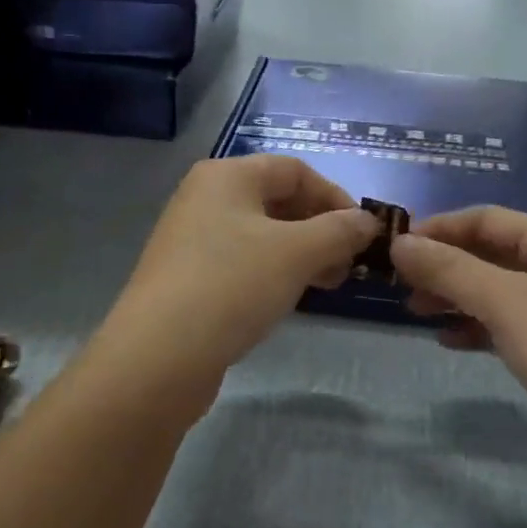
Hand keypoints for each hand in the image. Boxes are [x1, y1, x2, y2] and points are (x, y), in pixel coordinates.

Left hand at [101, 156, 380, 393]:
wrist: (158, 356)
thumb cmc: (232, 285)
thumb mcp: (297, 252)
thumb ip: (339, 231)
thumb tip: (368, 221)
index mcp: (227, 175)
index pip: (295, 170)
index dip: (335, 197)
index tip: (362, 234)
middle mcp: (206, 197)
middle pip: (278, 200)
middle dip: (321, 229)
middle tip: (347, 265)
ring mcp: (192, 238)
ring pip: (262, 234)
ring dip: (302, 253)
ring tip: (326, 284)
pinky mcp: (188, 276)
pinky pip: (242, 261)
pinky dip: (273, 272)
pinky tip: (289, 298)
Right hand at [389, 206, 526, 432]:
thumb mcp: (504, 301)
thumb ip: (449, 269)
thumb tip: (398, 243)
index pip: (488, 218)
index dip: (441, 227)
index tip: (397, 245)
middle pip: (491, 253)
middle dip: (445, 264)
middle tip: (400, 282)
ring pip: (496, 291)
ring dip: (455, 296)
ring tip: (414, 310)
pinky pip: (505, 326)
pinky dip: (474, 327)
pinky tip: (446, 340)